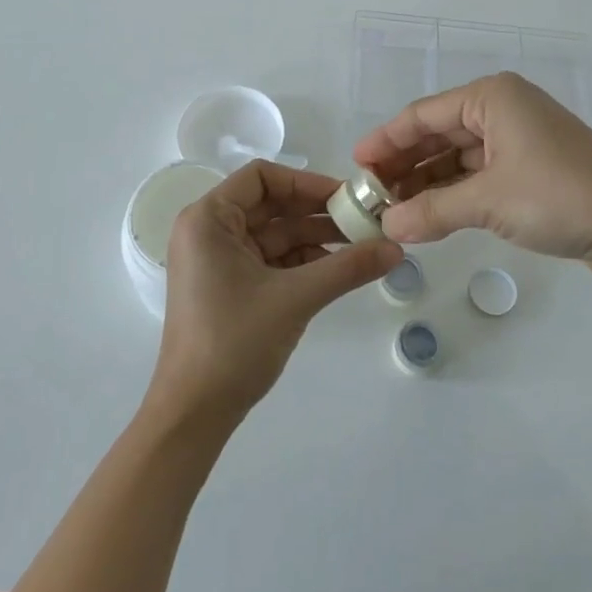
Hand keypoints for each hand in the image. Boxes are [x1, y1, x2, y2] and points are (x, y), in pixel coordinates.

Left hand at [149, 161, 402, 425]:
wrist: (194, 414)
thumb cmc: (234, 342)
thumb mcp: (295, 298)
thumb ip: (347, 268)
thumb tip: (397, 248)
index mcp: (209, 219)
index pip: (261, 177)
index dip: (306, 182)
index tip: (346, 196)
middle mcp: (209, 231)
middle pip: (270, 205)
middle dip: (316, 212)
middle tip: (363, 220)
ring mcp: (217, 260)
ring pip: (273, 234)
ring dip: (314, 238)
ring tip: (360, 245)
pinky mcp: (228, 286)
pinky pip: (270, 260)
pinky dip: (301, 262)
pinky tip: (336, 269)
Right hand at [353, 72, 591, 280]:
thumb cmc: (558, 195)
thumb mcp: (488, 202)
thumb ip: (432, 211)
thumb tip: (386, 227)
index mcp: (492, 98)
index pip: (423, 115)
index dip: (386, 140)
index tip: (356, 164)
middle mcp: (504, 111)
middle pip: (440, 134)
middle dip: (405, 165)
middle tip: (371, 195)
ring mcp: (521, 141)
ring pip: (459, 158)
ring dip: (428, 184)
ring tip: (394, 212)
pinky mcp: (534, 171)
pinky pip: (480, 177)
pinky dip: (455, 195)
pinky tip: (431, 218)